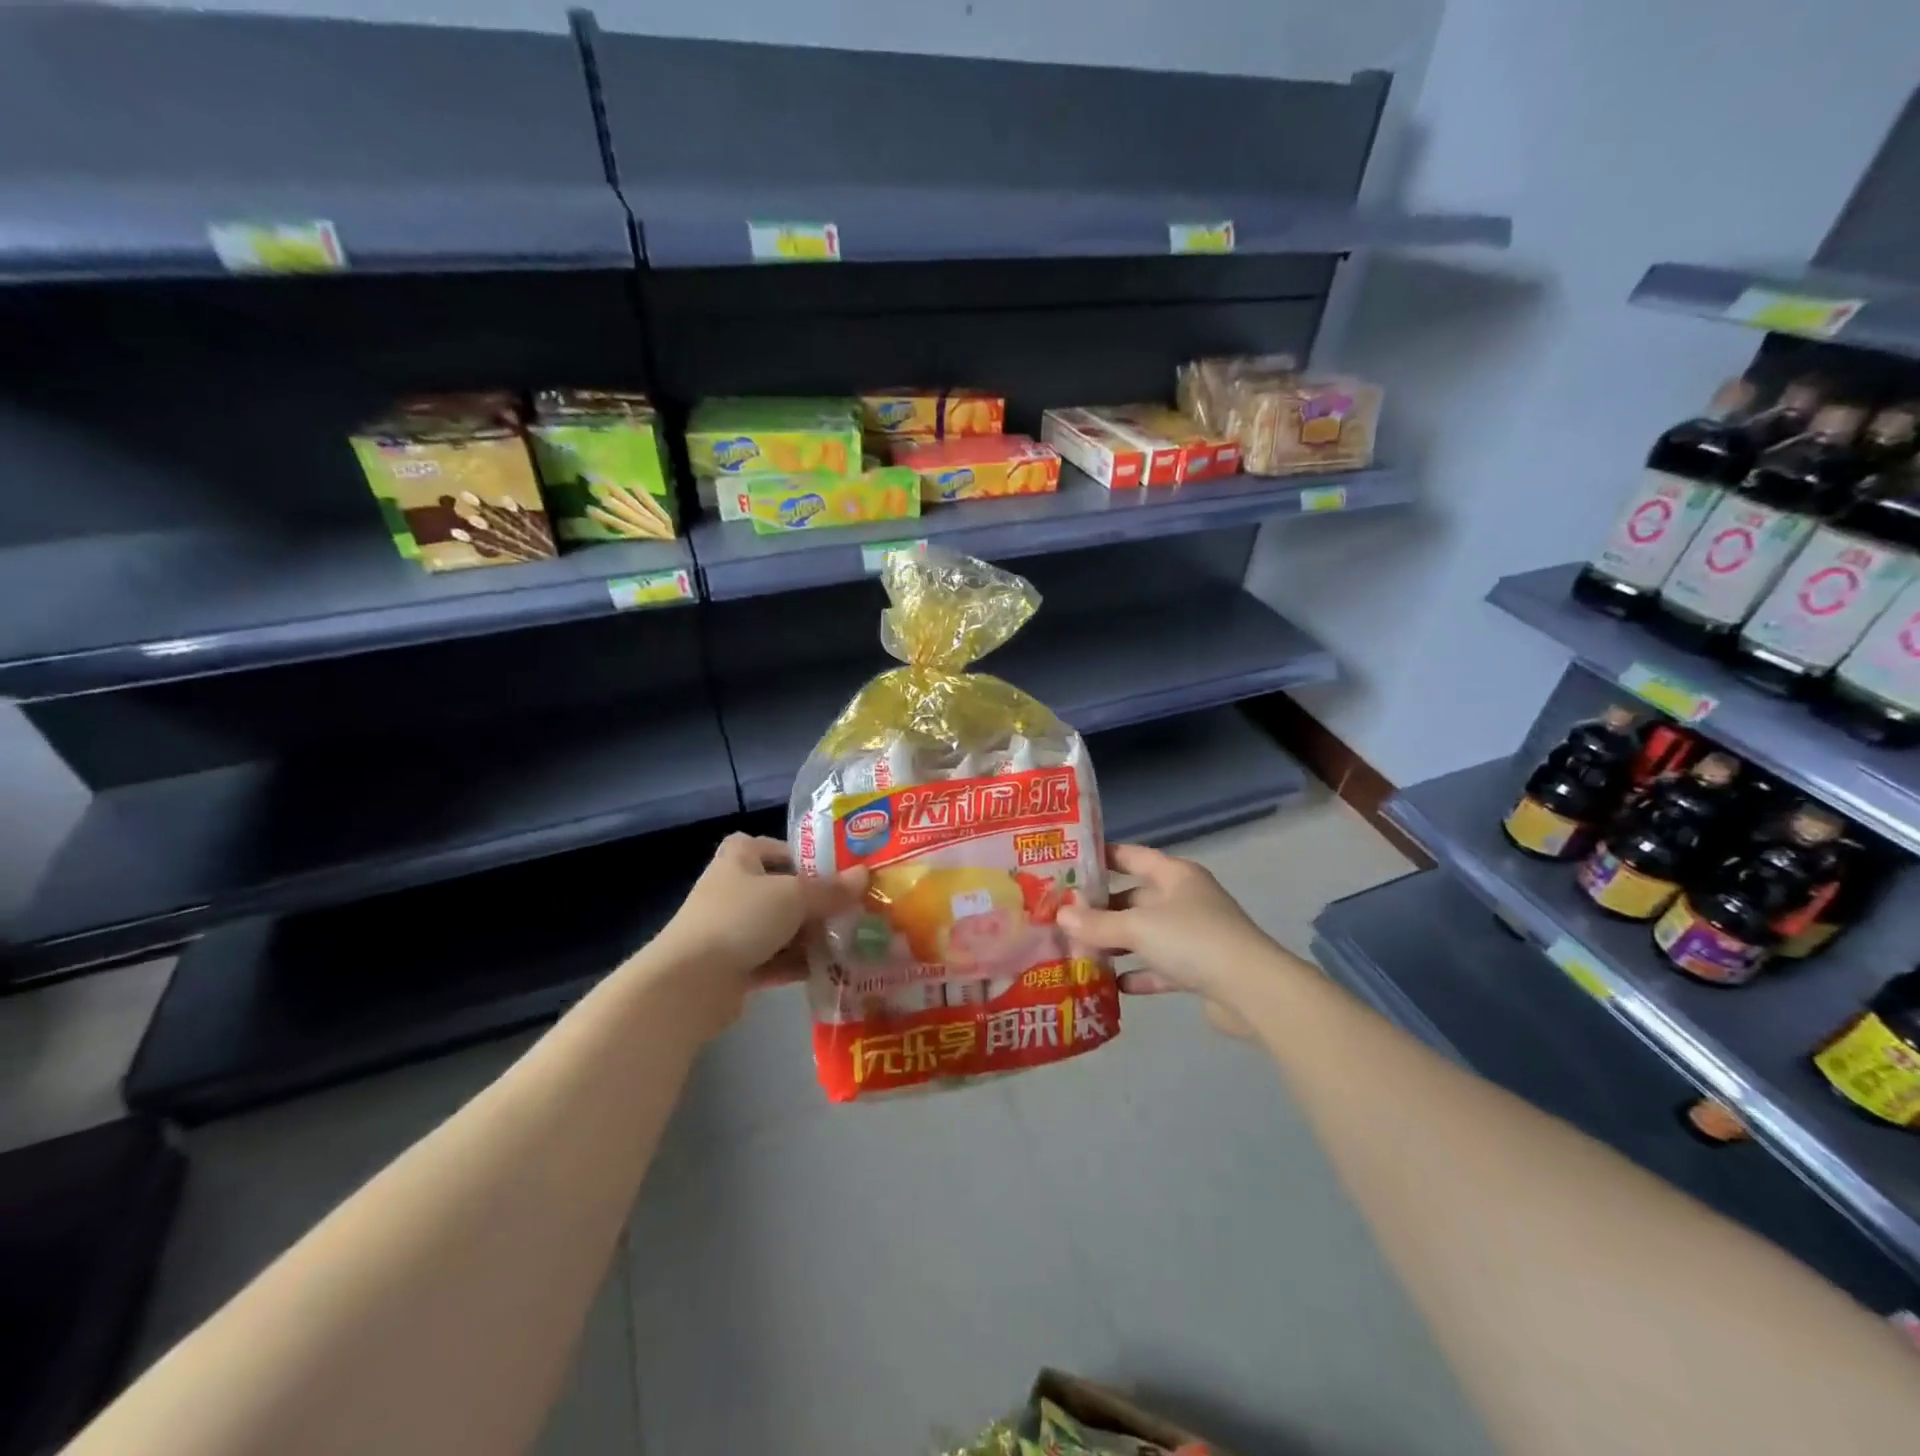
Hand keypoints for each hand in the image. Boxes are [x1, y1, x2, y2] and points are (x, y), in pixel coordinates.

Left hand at [644, 834, 866, 1037]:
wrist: (690, 983)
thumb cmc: (741, 919)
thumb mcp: (794, 896)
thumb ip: (831, 889)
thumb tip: (865, 875)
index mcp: (740, 858)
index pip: (774, 847)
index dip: (803, 856)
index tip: (836, 872)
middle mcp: (734, 889)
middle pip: (784, 891)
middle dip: (818, 902)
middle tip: (855, 910)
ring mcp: (732, 930)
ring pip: (782, 928)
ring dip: (812, 936)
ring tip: (852, 942)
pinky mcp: (735, 967)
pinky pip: (775, 960)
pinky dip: (799, 964)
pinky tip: (832, 970)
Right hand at [1057, 843, 1275, 1009]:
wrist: (1252, 991)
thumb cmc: (1192, 940)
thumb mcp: (1138, 927)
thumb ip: (1098, 923)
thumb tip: (1061, 916)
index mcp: (1176, 875)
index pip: (1133, 856)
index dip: (1104, 856)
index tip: (1071, 862)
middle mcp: (1185, 899)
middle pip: (1135, 898)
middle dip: (1102, 909)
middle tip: (1064, 917)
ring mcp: (1194, 935)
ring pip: (1146, 934)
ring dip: (1117, 943)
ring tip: (1078, 951)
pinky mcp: (1199, 969)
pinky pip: (1160, 967)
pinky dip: (1138, 973)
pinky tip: (1112, 984)